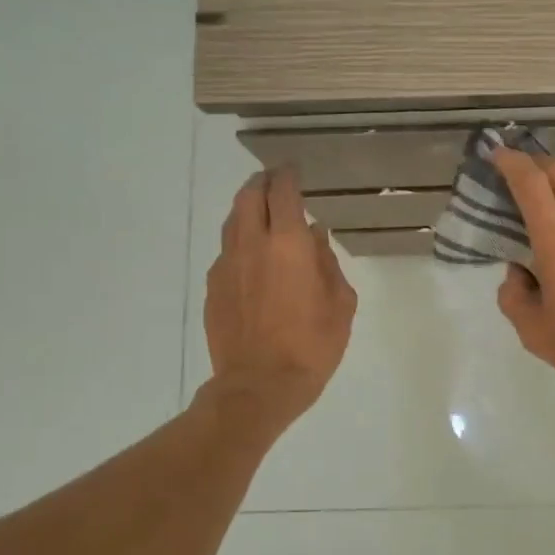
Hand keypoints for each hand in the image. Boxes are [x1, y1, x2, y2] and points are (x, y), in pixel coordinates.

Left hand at [205, 169, 356, 423]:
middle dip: (262, 183)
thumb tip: (315, 237)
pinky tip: (252, 258)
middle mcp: (252, 244)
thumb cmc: (311, 345)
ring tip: (262, 214)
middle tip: (275, 183)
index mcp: (288, 243)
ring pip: (232, 221)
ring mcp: (227, 265)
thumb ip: (327, 263)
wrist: (259, 385)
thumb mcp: (340, 303)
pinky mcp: (213, 286)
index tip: (294, 170)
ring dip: (247, 209)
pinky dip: (240, 242)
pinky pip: (226, 251)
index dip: (288, 175)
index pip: (283, 191)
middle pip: (249, 196)